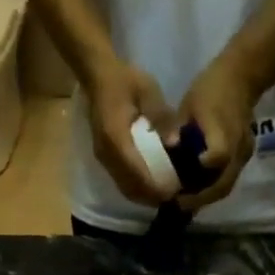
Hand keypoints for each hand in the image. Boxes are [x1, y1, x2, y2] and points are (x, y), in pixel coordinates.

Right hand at [83, 59, 174, 205]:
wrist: (98, 77)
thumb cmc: (125, 80)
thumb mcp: (147, 89)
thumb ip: (161, 115)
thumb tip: (175, 142)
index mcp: (115, 137)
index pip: (136, 171)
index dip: (154, 185)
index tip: (173, 191)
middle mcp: (107, 154)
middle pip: (130, 186)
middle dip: (151, 196)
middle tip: (174, 197)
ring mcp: (103, 159)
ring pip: (125, 188)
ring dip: (144, 197)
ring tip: (165, 196)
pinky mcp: (105, 161)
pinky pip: (121, 183)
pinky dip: (137, 190)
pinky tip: (152, 188)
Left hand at [172, 54, 259, 212]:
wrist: (242, 77)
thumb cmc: (211, 88)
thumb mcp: (189, 104)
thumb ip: (178, 127)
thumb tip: (167, 147)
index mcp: (223, 131)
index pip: (218, 155)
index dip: (201, 170)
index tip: (181, 182)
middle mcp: (237, 148)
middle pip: (222, 184)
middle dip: (199, 198)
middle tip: (177, 203)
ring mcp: (244, 155)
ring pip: (226, 187)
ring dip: (206, 197)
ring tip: (185, 200)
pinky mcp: (244, 157)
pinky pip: (228, 179)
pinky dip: (213, 188)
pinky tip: (197, 189)